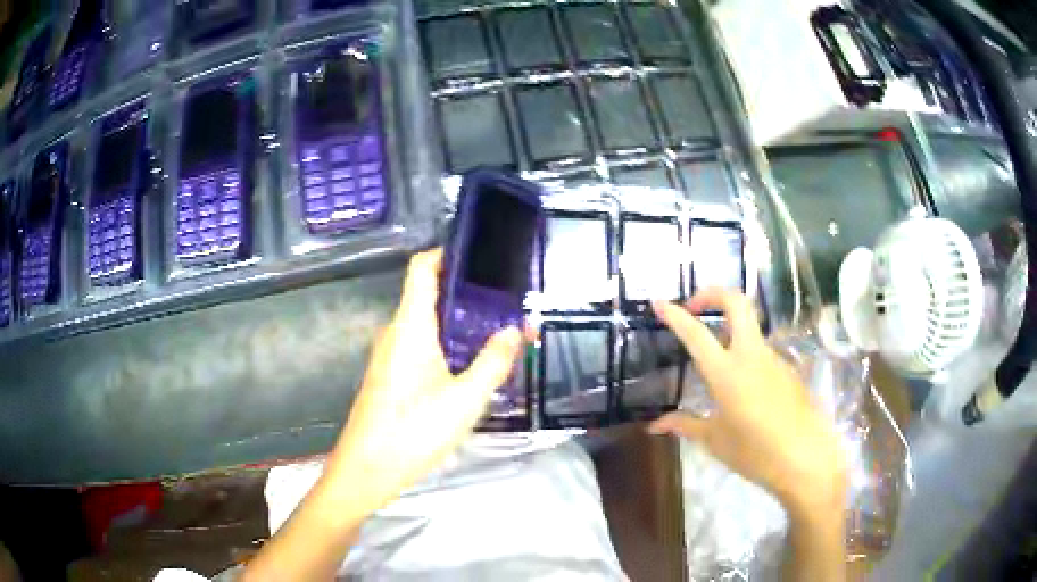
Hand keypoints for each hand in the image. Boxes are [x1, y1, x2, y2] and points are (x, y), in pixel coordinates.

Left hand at [324, 248, 523, 513]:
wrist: (366, 471)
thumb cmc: (413, 432)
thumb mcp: (465, 400)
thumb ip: (493, 361)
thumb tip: (514, 329)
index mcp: (410, 327)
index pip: (422, 268)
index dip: (447, 252)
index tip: (482, 255)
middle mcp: (396, 333)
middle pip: (429, 295)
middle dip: (468, 294)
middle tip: (507, 302)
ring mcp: (390, 355)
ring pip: (428, 324)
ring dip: (461, 324)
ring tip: (498, 332)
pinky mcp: (391, 376)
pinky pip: (422, 346)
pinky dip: (448, 345)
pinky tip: (471, 366)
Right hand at [648, 290, 846, 512]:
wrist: (805, 458)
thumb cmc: (755, 452)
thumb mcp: (715, 440)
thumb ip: (685, 425)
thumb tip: (655, 425)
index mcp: (726, 372)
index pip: (696, 333)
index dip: (675, 315)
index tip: (658, 303)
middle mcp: (751, 354)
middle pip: (736, 302)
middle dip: (713, 294)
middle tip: (694, 307)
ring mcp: (773, 358)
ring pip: (750, 327)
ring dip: (730, 327)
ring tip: (714, 355)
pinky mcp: (787, 369)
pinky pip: (761, 352)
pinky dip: (745, 353)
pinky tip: (742, 385)